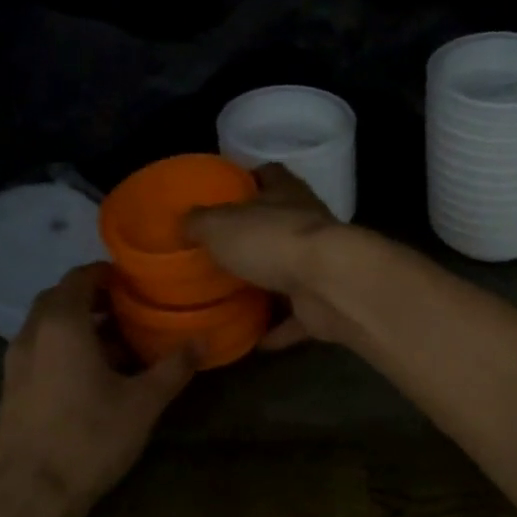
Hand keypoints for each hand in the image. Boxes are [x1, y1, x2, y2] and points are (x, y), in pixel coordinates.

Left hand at [0, 264, 195, 516]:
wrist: (27, 495)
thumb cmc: (88, 438)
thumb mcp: (143, 403)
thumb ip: (174, 367)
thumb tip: (203, 340)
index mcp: (62, 324)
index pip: (80, 277)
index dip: (109, 274)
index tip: (139, 284)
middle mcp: (33, 333)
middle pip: (61, 298)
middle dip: (96, 298)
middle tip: (133, 311)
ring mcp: (16, 361)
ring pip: (49, 325)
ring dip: (81, 325)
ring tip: (120, 344)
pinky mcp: (12, 387)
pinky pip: (41, 350)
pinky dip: (66, 347)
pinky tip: (94, 376)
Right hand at [186, 163, 345, 347]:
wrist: (329, 285)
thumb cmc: (272, 241)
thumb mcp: (220, 225)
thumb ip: (200, 222)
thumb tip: (186, 222)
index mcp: (285, 195)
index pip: (269, 175)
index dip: (249, 179)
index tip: (227, 192)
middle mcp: (307, 226)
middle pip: (279, 226)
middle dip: (254, 238)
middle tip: (219, 253)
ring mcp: (320, 266)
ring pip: (290, 273)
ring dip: (268, 286)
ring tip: (234, 298)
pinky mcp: (324, 303)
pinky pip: (297, 318)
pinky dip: (279, 330)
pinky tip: (254, 341)